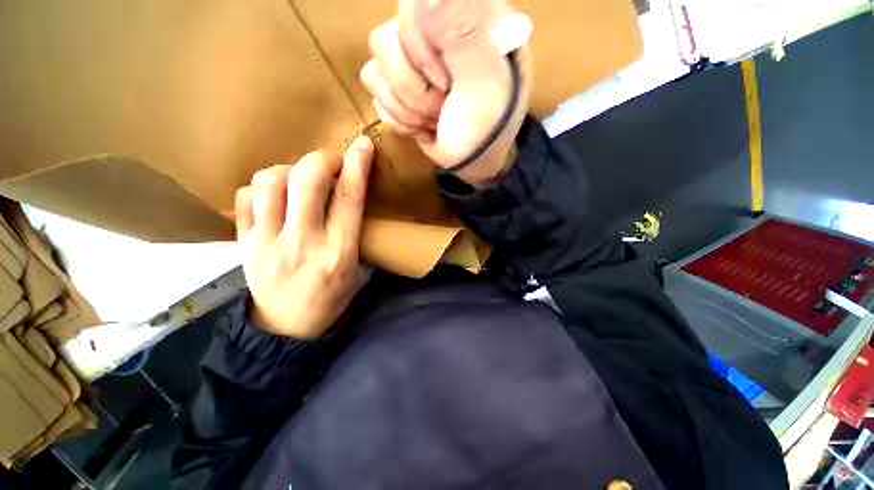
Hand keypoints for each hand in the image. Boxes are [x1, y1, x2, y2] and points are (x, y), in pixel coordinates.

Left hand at [235, 137, 374, 338]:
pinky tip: (274, 197)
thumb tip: (347, 194)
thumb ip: (352, 231)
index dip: (357, 166)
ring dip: (288, 171)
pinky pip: (245, 198)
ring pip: (269, 182)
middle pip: (306, 182)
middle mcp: (303, 244)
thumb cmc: (331, 297)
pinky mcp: (243, 244)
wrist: (288, 327)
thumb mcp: (355, 269)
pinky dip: (261, 188)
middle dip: (321, 159)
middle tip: (330, 161)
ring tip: (298, 180)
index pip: (349, 199)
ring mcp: (266, 243)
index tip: (362, 145)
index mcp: (339, 253)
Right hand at [360, 0, 531, 185]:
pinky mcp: (398, 86)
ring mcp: (411, 60)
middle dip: (416, 91)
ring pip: (375, 71)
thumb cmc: (486, 128)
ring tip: (436, 118)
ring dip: (409, 109)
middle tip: (445, 105)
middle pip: (385, 42)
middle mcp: (433, 30)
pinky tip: (423, 126)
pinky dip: (400, 118)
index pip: (410, 6)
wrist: (472, 162)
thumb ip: (462, 30)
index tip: (448, 81)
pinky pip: (376, 94)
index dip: (421, 51)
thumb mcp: (483, 81)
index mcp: (462, 15)